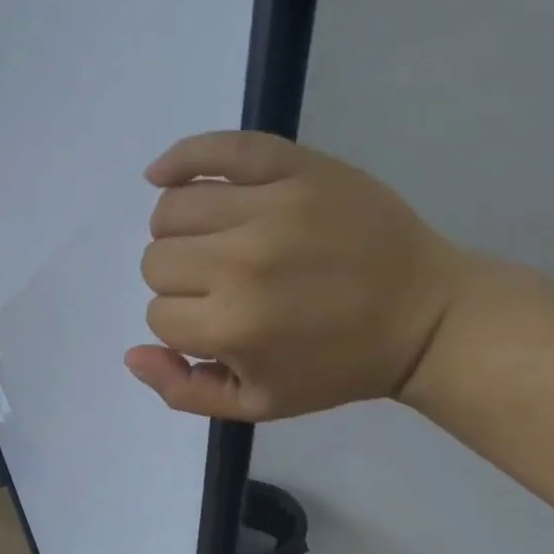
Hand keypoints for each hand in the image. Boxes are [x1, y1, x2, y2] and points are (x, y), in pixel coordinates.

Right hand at [126, 131, 470, 419]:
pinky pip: (216, 149)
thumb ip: (184, 390)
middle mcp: (241, 262)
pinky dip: (181, 159)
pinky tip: (165, 175)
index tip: (218, 324)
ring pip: (173, 207)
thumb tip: (131, 354)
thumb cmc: (336, 367)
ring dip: (180, 230)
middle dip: (179, 280)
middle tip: (221, 286)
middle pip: (157, 259)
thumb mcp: (258, 404)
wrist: (422, 317)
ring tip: (215, 241)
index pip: (158, 312)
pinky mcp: (296, 168)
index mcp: (233, 326)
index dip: (182, 323)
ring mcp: (271, 206)